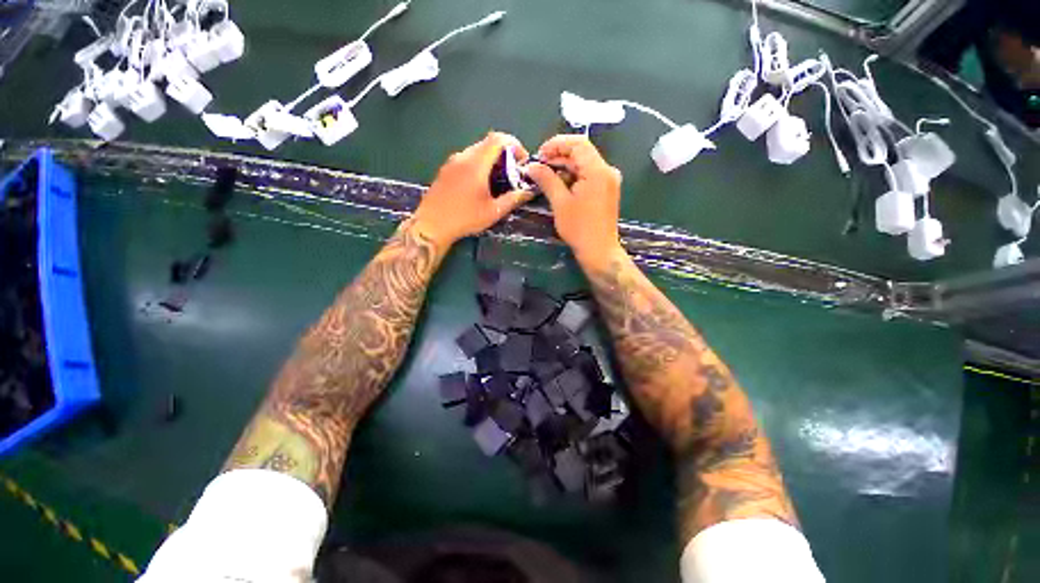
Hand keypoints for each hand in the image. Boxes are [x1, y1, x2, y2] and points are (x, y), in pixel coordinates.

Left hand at [412, 132, 533, 247]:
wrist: (431, 225)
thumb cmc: (464, 218)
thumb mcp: (493, 211)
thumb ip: (513, 199)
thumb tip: (528, 192)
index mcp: (476, 164)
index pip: (498, 139)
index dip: (515, 145)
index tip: (522, 161)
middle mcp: (463, 157)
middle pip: (488, 143)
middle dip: (505, 154)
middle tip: (513, 174)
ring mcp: (451, 162)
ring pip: (476, 151)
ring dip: (491, 160)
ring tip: (498, 181)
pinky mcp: (445, 170)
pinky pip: (466, 159)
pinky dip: (479, 165)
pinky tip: (481, 185)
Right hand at [525, 135, 622, 264]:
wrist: (599, 251)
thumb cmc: (579, 228)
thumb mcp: (560, 203)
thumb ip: (546, 180)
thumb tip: (531, 166)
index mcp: (597, 170)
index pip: (578, 143)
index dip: (556, 144)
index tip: (539, 154)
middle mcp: (607, 170)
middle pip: (581, 153)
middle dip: (558, 156)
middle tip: (538, 166)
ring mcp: (609, 181)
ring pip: (584, 164)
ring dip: (565, 167)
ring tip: (545, 176)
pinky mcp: (606, 190)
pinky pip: (589, 175)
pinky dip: (573, 176)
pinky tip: (559, 184)